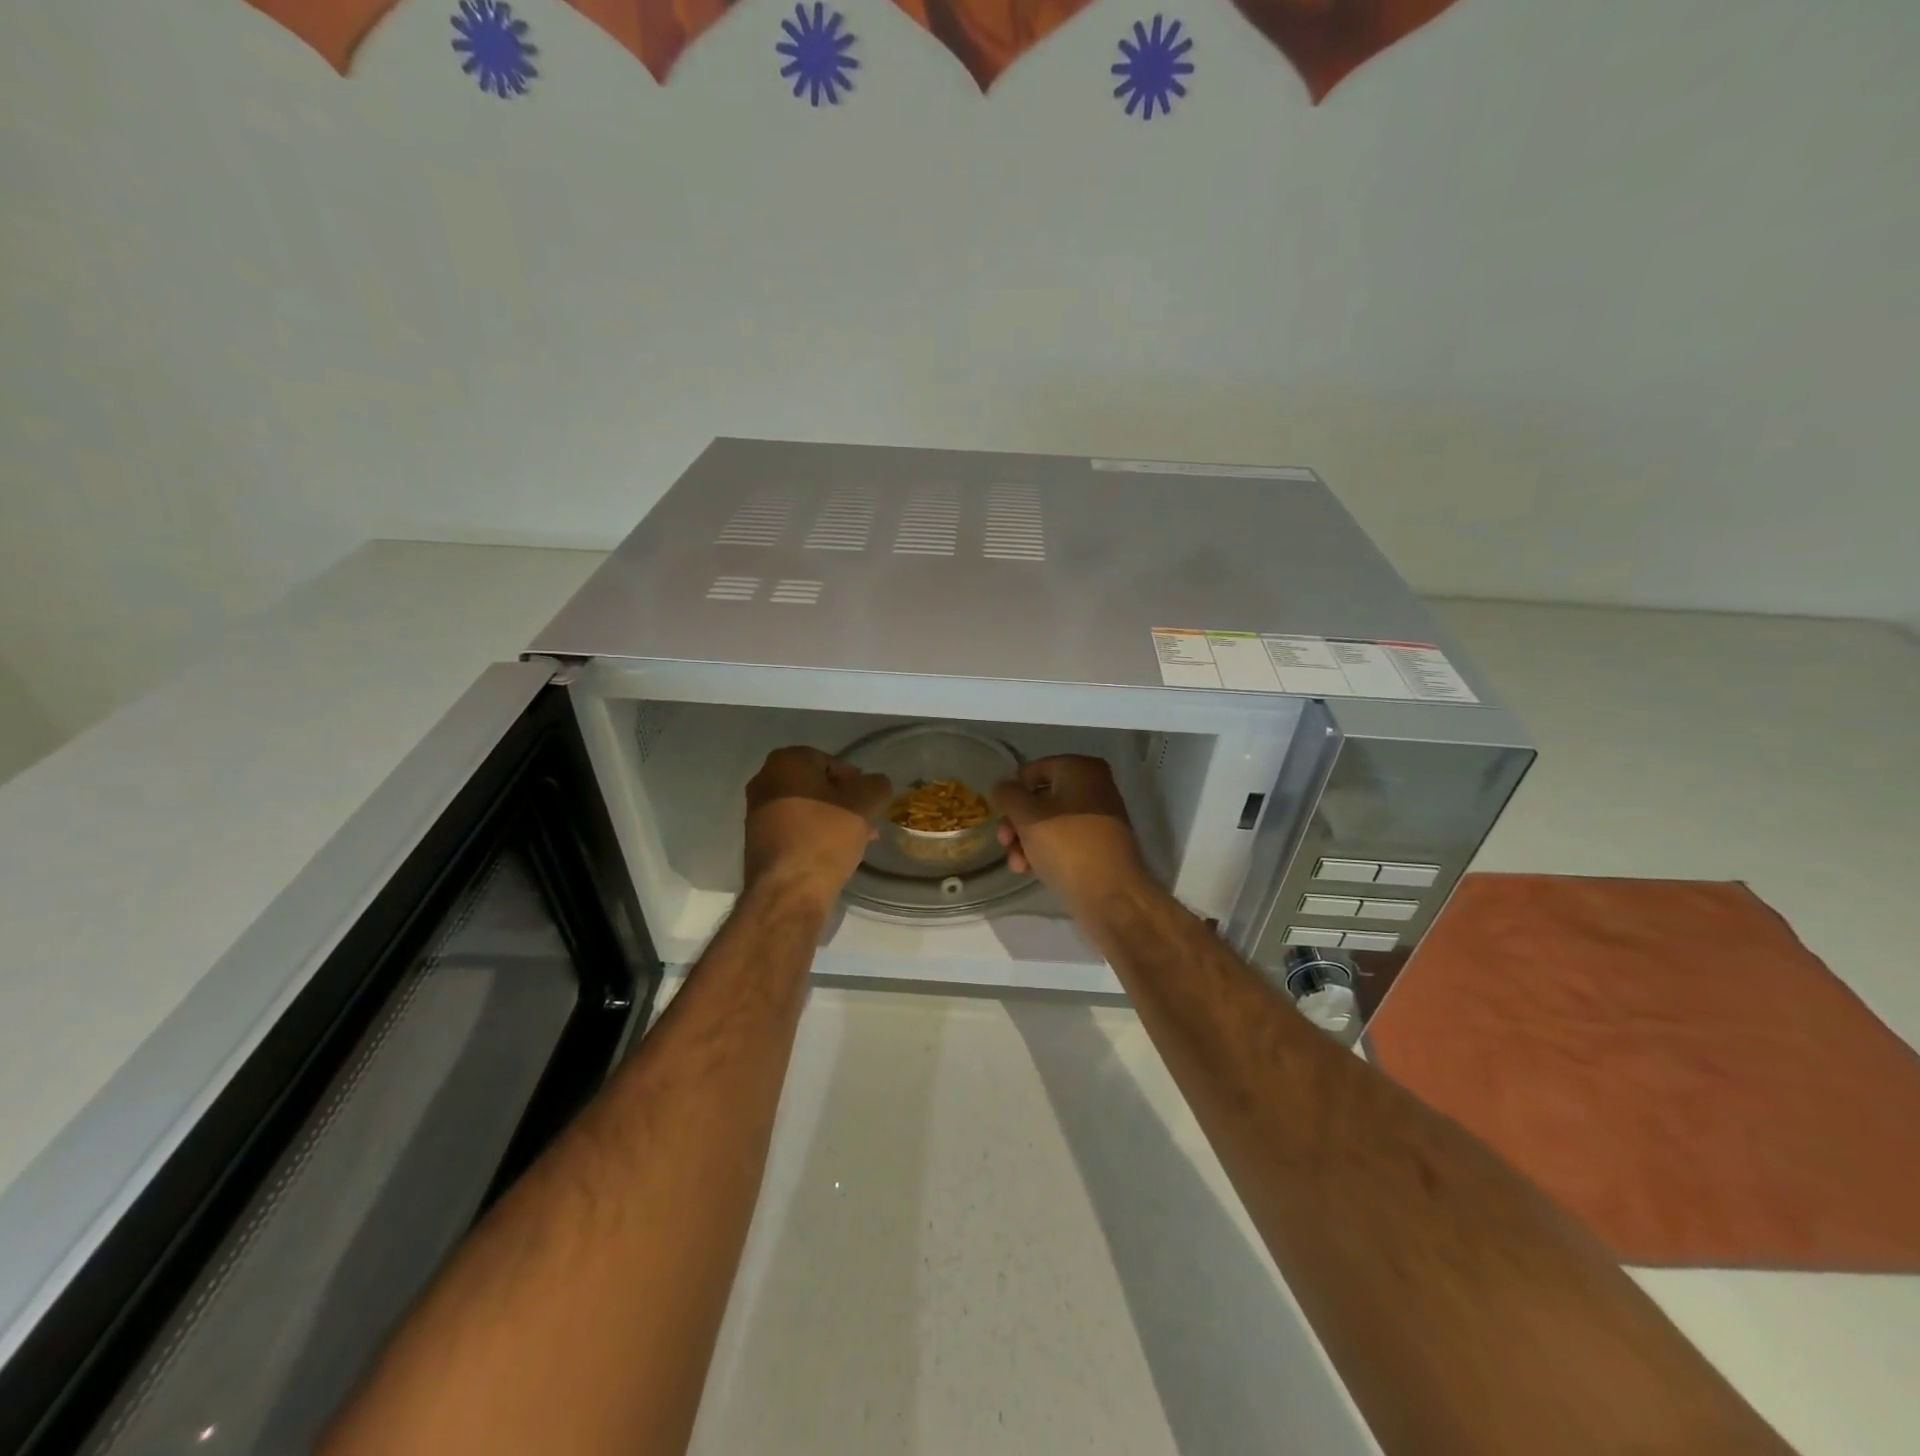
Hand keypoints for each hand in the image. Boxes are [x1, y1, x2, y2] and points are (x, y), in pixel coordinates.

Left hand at [743, 747, 891, 905]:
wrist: (788, 891)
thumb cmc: (825, 837)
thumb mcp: (864, 804)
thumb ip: (876, 785)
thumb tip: (875, 784)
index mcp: (785, 761)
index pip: (830, 761)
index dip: (854, 781)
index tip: (868, 802)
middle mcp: (764, 780)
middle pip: (816, 785)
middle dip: (843, 801)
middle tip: (865, 821)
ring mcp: (756, 811)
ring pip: (806, 808)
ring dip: (831, 819)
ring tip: (855, 840)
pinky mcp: (756, 840)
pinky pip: (793, 828)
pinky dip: (814, 834)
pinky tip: (833, 853)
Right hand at [992, 756, 1151, 912]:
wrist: (1111, 896)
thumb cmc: (1067, 846)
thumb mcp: (1027, 816)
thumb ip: (1009, 795)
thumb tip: (1002, 785)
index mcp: (1081, 769)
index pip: (1034, 770)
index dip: (1013, 790)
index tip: (998, 813)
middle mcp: (1094, 787)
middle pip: (1041, 798)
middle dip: (1017, 822)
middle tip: (1004, 842)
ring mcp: (1099, 818)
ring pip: (1050, 822)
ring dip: (1026, 841)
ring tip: (1017, 864)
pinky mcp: (1099, 846)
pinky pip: (1064, 840)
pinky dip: (1045, 851)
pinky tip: (1029, 870)